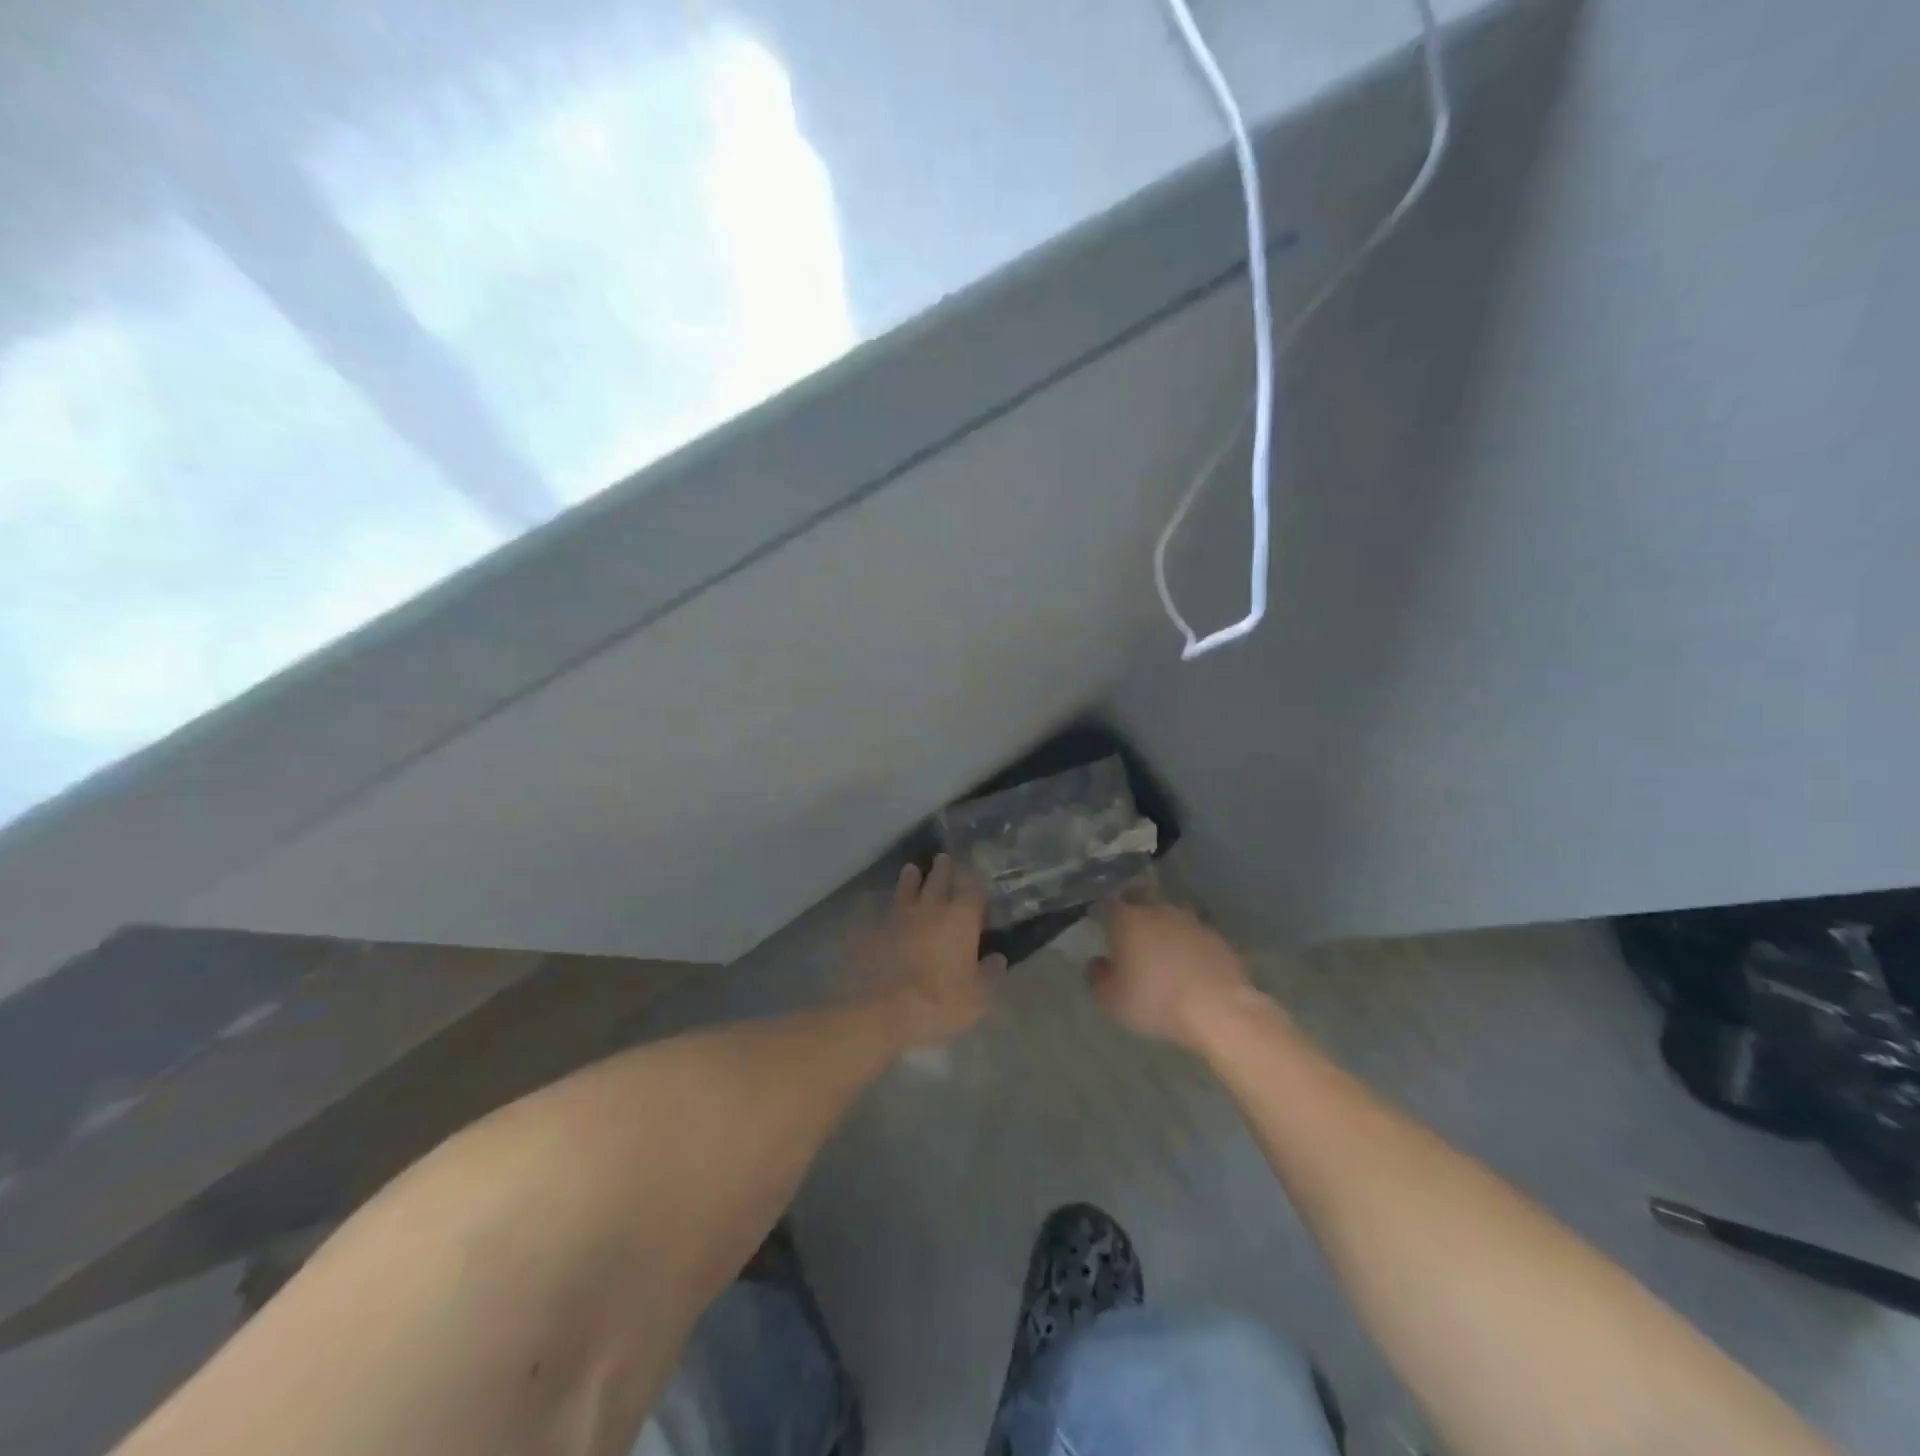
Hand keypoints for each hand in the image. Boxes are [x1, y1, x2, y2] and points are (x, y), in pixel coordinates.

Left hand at [861, 854, 1005, 1048]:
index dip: (976, 882)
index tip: (977, 876)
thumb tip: (997, 959)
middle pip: (938, 880)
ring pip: (906, 889)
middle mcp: (930, 908)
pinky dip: (887, 909)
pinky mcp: (873, 931)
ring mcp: (898, 917)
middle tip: (943, 858)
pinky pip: (882, 913)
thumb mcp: (977, 996)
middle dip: (943, 868)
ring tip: (911, 869)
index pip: (973, 889)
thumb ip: (990, 974)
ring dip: (910, 879)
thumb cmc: (941, 1001)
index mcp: (960, 918)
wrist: (884, 1009)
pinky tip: (884, 910)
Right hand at [1088, 900, 1256, 1050]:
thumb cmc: (1155, 1001)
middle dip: (1135, 918)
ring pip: (1170, 919)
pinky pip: (1194, 937)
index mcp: (1127, 918)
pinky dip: (1188, 947)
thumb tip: (1097, 962)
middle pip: (1141, 904)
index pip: (1109, 904)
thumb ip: (1097, 977)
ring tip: (1163, 957)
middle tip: (1132, 942)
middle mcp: (1158, 910)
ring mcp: (1191, 921)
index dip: (1105, 915)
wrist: (1218, 1009)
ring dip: (1164, 932)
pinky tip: (1189, 969)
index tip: (1103, 930)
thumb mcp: (1111, 1000)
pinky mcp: (1217, 937)